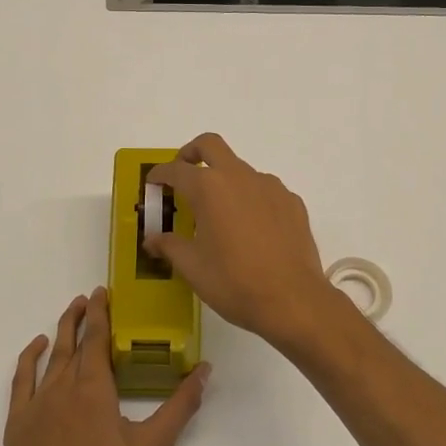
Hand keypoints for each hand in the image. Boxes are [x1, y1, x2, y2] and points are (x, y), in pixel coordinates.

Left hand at [3, 289, 209, 445]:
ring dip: (60, 333)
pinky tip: (36, 349)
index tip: (103, 292)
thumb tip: (205, 370)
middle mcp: (62, 390)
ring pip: (48, 359)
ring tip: (70, 314)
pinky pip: (21, 382)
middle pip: (72, 343)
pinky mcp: (18, 428)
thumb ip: (180, 406)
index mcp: (94, 391)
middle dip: (81, 317)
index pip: (97, 339)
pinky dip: (28, 360)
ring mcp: (35, 408)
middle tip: (89, 297)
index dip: (101, 313)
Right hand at [145, 134, 352, 353]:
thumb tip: (152, 239)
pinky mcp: (291, 202)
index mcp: (209, 188)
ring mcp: (270, 186)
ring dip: (225, 180)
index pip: (176, 170)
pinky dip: (251, 199)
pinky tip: (251, 229)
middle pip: (210, 146)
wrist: (293, 300)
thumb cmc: (234, 282)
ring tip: (220, 215)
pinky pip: (264, 190)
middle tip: (183, 174)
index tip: (153, 184)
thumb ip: (169, 245)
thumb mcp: (192, 267)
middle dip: (191, 153)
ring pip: (241, 169)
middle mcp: (240, 177)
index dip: (160, 175)